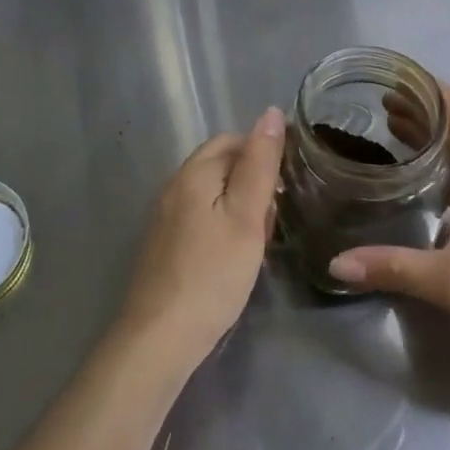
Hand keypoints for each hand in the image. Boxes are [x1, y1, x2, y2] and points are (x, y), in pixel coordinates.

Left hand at [118, 107, 283, 371]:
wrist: (160, 338)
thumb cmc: (212, 274)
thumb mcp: (246, 216)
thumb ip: (259, 164)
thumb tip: (270, 112)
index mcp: (193, 172)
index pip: (232, 140)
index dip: (263, 151)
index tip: (289, 181)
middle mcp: (174, 187)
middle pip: (221, 165)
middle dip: (253, 180)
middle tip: (277, 215)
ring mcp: (166, 218)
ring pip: (213, 194)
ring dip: (241, 206)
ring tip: (262, 238)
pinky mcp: (166, 245)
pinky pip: (202, 218)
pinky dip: (225, 226)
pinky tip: (237, 255)